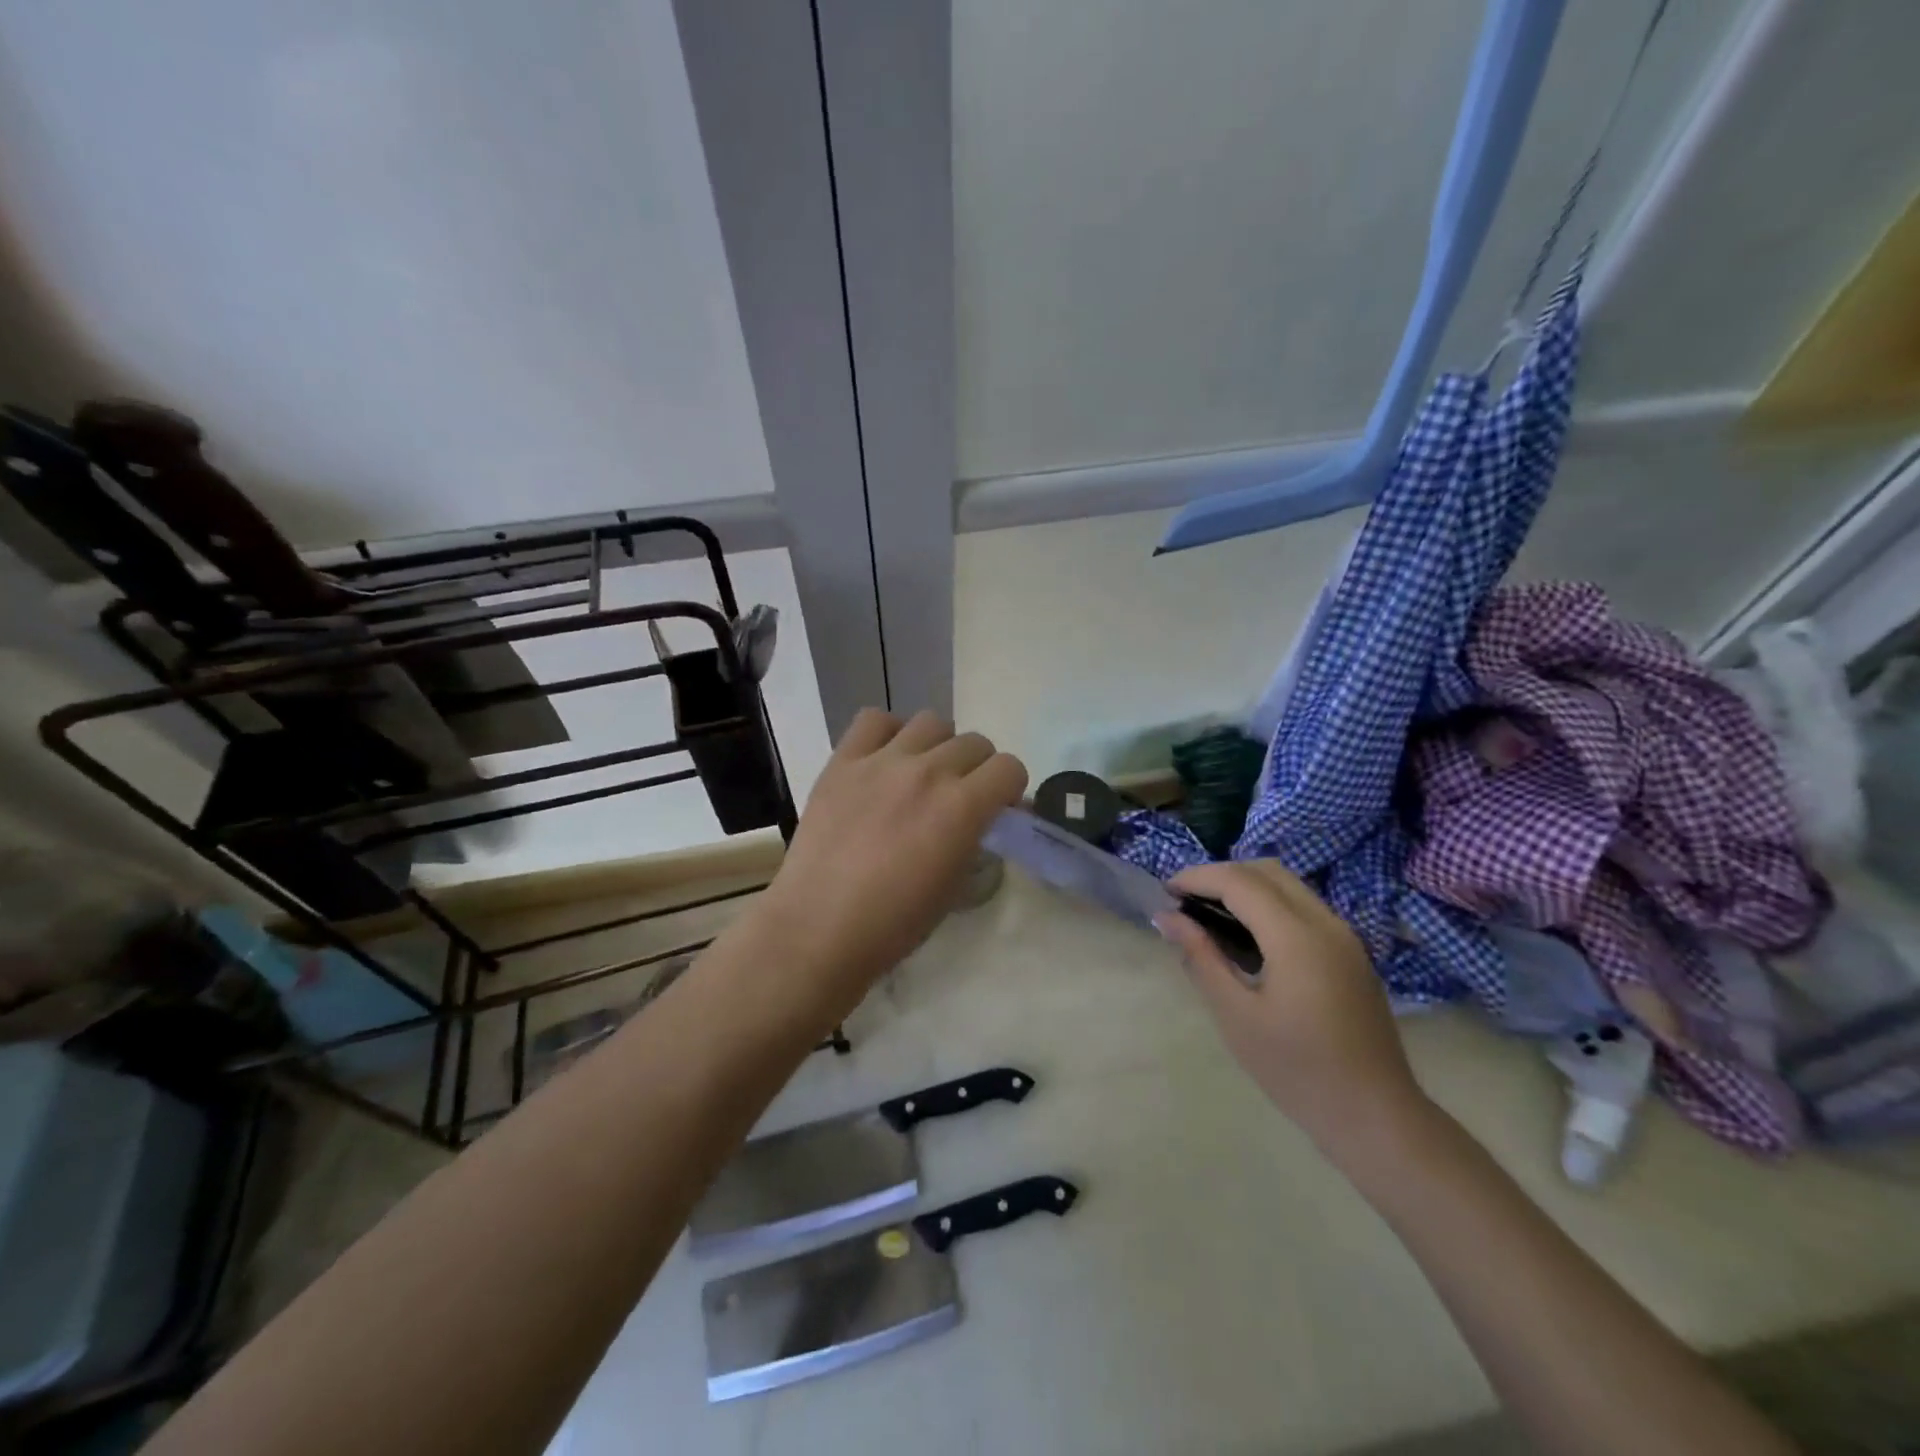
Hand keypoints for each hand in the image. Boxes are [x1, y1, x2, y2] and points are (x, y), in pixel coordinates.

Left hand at [752, 709, 1026, 1003]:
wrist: (818, 928)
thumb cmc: (893, 924)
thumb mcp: (954, 886)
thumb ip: (975, 839)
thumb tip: (984, 819)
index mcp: (962, 807)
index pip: (1009, 768)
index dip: (1009, 789)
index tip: (996, 808)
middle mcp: (928, 772)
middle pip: (975, 743)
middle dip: (977, 769)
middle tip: (959, 797)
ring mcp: (882, 761)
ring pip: (931, 722)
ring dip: (938, 746)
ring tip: (922, 773)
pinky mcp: (843, 761)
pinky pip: (874, 720)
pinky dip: (888, 733)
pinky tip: (884, 760)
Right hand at [1156, 860, 1430, 1158]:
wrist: (1375, 1116)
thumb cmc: (1297, 1071)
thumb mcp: (1236, 1016)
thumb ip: (1201, 957)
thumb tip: (1167, 918)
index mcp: (1297, 937)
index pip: (1238, 881)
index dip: (1197, 877)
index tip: (1165, 892)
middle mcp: (1325, 923)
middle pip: (1266, 871)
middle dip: (1220, 875)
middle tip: (1185, 901)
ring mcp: (1344, 936)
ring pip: (1288, 885)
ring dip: (1245, 886)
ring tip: (1210, 915)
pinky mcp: (1351, 952)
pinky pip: (1304, 906)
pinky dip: (1268, 903)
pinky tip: (1247, 936)